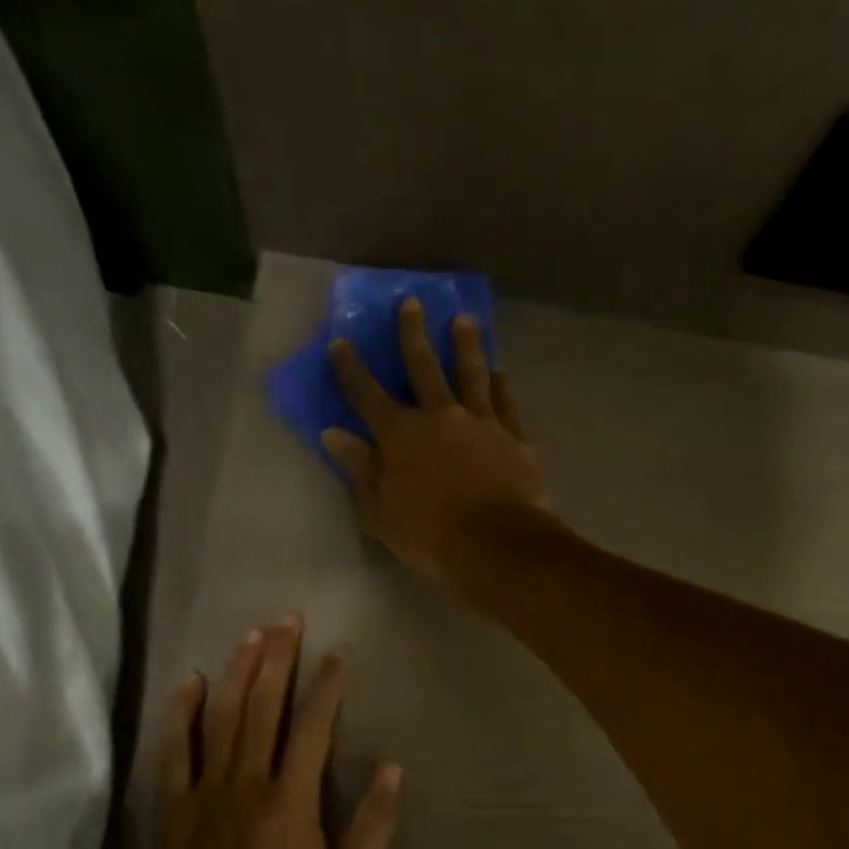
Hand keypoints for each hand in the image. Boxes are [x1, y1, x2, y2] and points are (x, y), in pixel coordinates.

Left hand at [143, 618, 400, 848]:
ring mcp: (205, 790)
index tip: (334, 656)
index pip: (311, 728)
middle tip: (288, 620)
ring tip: (252, 634)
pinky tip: (192, 681)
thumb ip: (373, 827)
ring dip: (239, 671)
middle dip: (277, 659)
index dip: (325, 687)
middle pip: (264, 707)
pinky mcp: (174, 805)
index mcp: (291, 801)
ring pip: (222, 716)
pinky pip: (177, 749)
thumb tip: (393, 769)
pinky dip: (184, 712)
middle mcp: (247, 782)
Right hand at [324, 298, 550, 589]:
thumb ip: (360, 471)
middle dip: (412, 334)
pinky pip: (506, 403)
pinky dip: (502, 386)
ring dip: (466, 345)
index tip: (340, 343)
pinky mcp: (514, 437)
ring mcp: (481, 422)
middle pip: (423, 367)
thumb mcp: (381, 513)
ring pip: (471, 374)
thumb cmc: (430, 536)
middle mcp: (440, 416)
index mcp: (401, 435)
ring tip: (465, 321)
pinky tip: (501, 374)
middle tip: (411, 303)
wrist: (496, 545)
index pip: (367, 395)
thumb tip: (334, 435)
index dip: (351, 369)